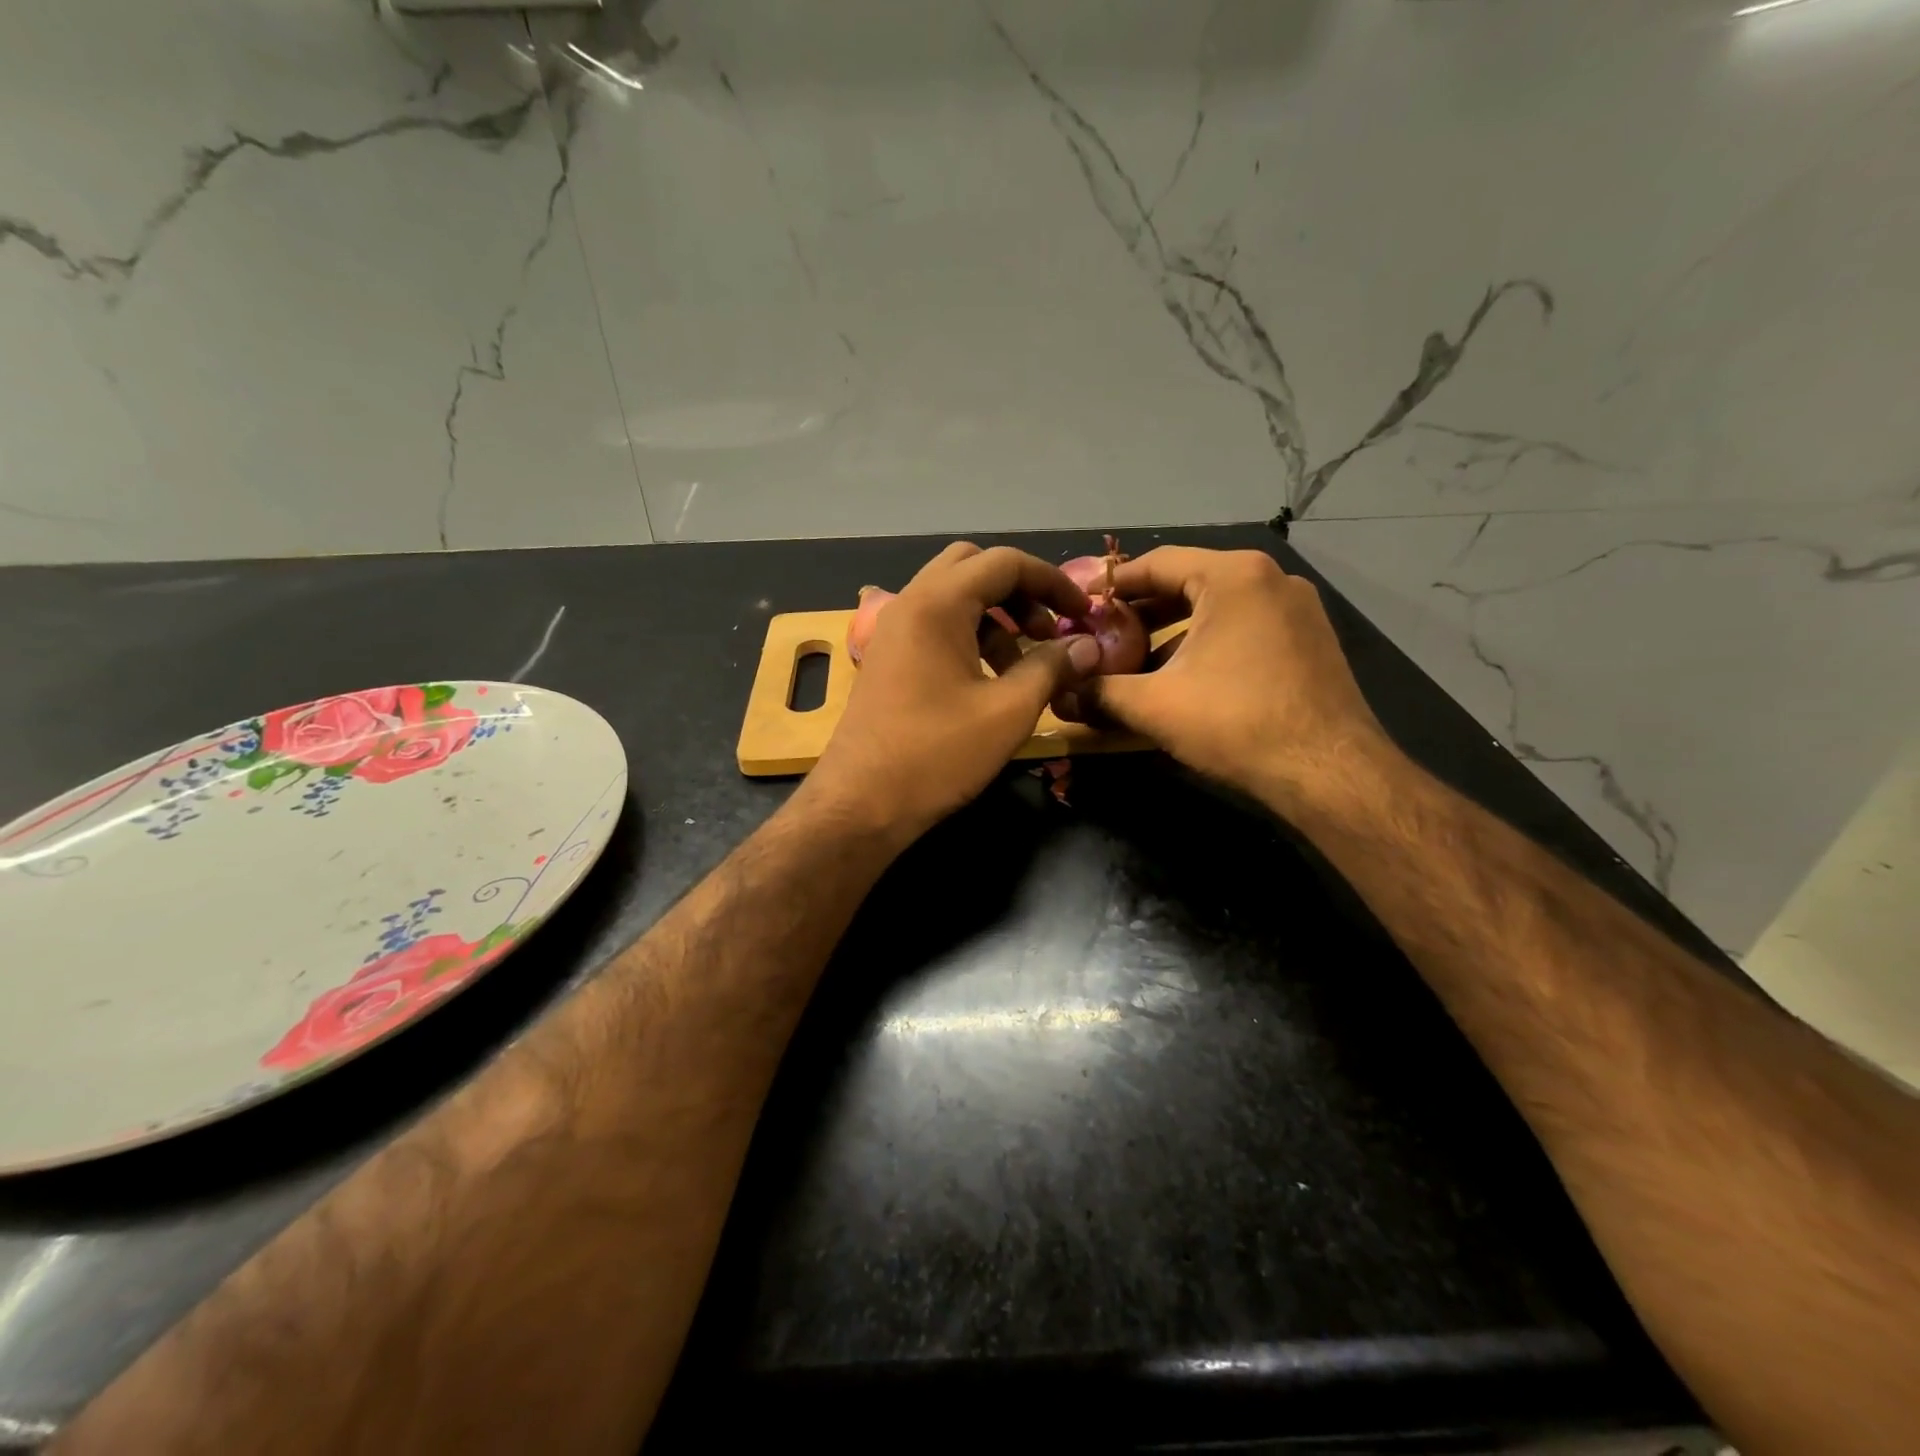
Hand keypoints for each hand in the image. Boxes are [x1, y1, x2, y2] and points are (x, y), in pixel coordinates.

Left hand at [802, 543, 1102, 844]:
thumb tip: (1088, 646)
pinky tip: (989, 679)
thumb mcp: (1008, 712)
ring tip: (1024, 664)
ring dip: (996, 616)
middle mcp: (910, 604)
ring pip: (953, 597)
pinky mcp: (888, 658)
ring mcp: (893, 631)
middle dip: (1020, 591)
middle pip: (973, 568)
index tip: (1082, 614)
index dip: (1052, 581)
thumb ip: (1051, 668)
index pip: (1004, 562)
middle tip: (1047, 631)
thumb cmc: (937, 755)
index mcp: (937, 604)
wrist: (860, 803)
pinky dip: (970, 635)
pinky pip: (935, 625)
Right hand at [1074, 546, 1398, 816]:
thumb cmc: (1237, 723)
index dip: (1112, 586)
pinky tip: (1185, 678)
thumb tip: (1058, 696)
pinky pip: (1244, 627)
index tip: (1080, 607)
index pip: (1157, 563)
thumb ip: (1099, 693)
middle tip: (1102, 636)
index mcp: (1233, 576)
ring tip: (1136, 661)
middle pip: (1188, 583)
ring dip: (1173, 631)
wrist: (1329, 772)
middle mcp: (1269, 579)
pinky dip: (1208, 643)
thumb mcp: (1155, 706)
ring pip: (1217, 607)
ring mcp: (1296, 609)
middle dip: (1141, 612)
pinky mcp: (1309, 640)